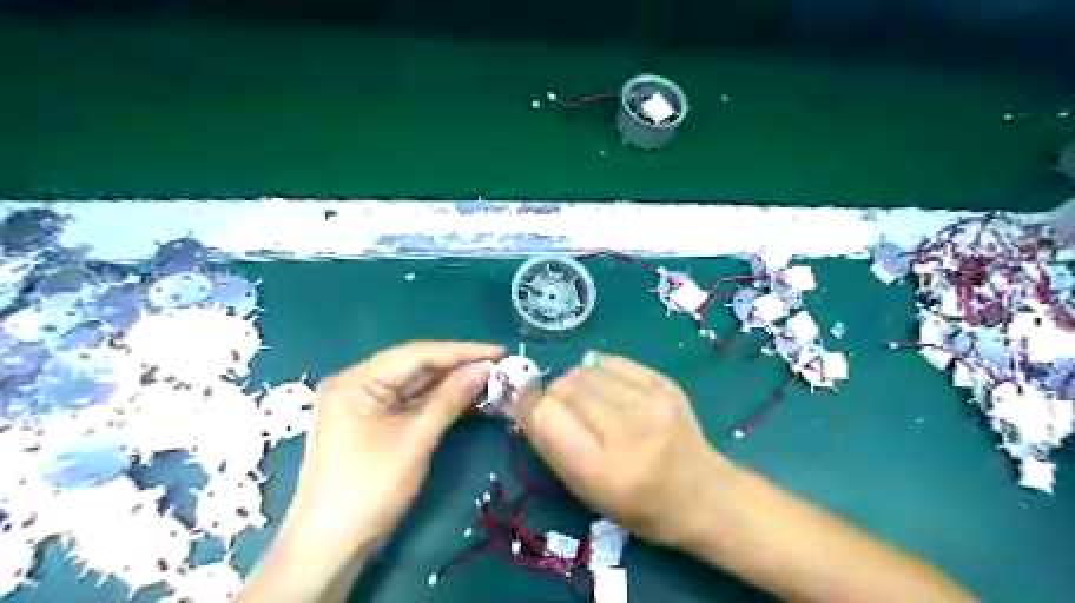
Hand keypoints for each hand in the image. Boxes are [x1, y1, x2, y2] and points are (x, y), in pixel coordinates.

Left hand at [278, 343, 501, 562]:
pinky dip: (438, 402)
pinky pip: (410, 403)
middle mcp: (357, 384)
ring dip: (451, 384)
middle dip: (457, 366)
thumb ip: (449, 398)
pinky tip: (466, 399)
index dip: (461, 351)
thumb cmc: (369, 489)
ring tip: (490, 380)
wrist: (330, 549)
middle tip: (499, 366)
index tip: (499, 352)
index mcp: (356, 381)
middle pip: (415, 366)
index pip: (416, 354)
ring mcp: (363, 405)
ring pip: (415, 385)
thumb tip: (484, 368)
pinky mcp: (372, 423)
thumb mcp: (415, 440)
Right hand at [512, 351, 729, 547]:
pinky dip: (599, 372)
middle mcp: (628, 432)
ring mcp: (652, 403)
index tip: (523, 404)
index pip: (546, 416)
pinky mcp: (665, 383)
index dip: (527, 405)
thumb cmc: (636, 504)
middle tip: (563, 412)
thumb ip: (551, 445)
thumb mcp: (585, 490)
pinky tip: (609, 390)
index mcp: (602, 470)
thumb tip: (525, 401)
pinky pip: (612, 361)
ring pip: (585, 370)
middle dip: (553, 395)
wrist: (701, 493)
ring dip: (576, 383)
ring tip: (588, 402)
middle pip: (565, 387)